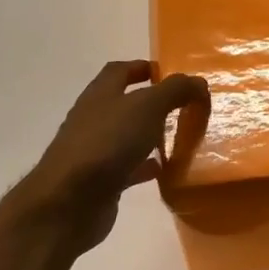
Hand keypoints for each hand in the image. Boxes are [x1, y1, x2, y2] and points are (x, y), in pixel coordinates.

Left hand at [0, 60, 207, 251]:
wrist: (70, 202)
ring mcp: (94, 151)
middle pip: (123, 103)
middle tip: (182, 106)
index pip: (119, 71)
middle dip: (150, 102)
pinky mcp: (100, 181)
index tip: (168, 73)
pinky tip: (166, 170)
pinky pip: (128, 167)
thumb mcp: (148, 107)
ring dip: (149, 134)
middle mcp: (93, 119)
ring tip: (179, 137)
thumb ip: (175, 90)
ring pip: (126, 136)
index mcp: (100, 95)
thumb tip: (198, 82)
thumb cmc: (108, 143)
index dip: (142, 67)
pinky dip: (146, 166)